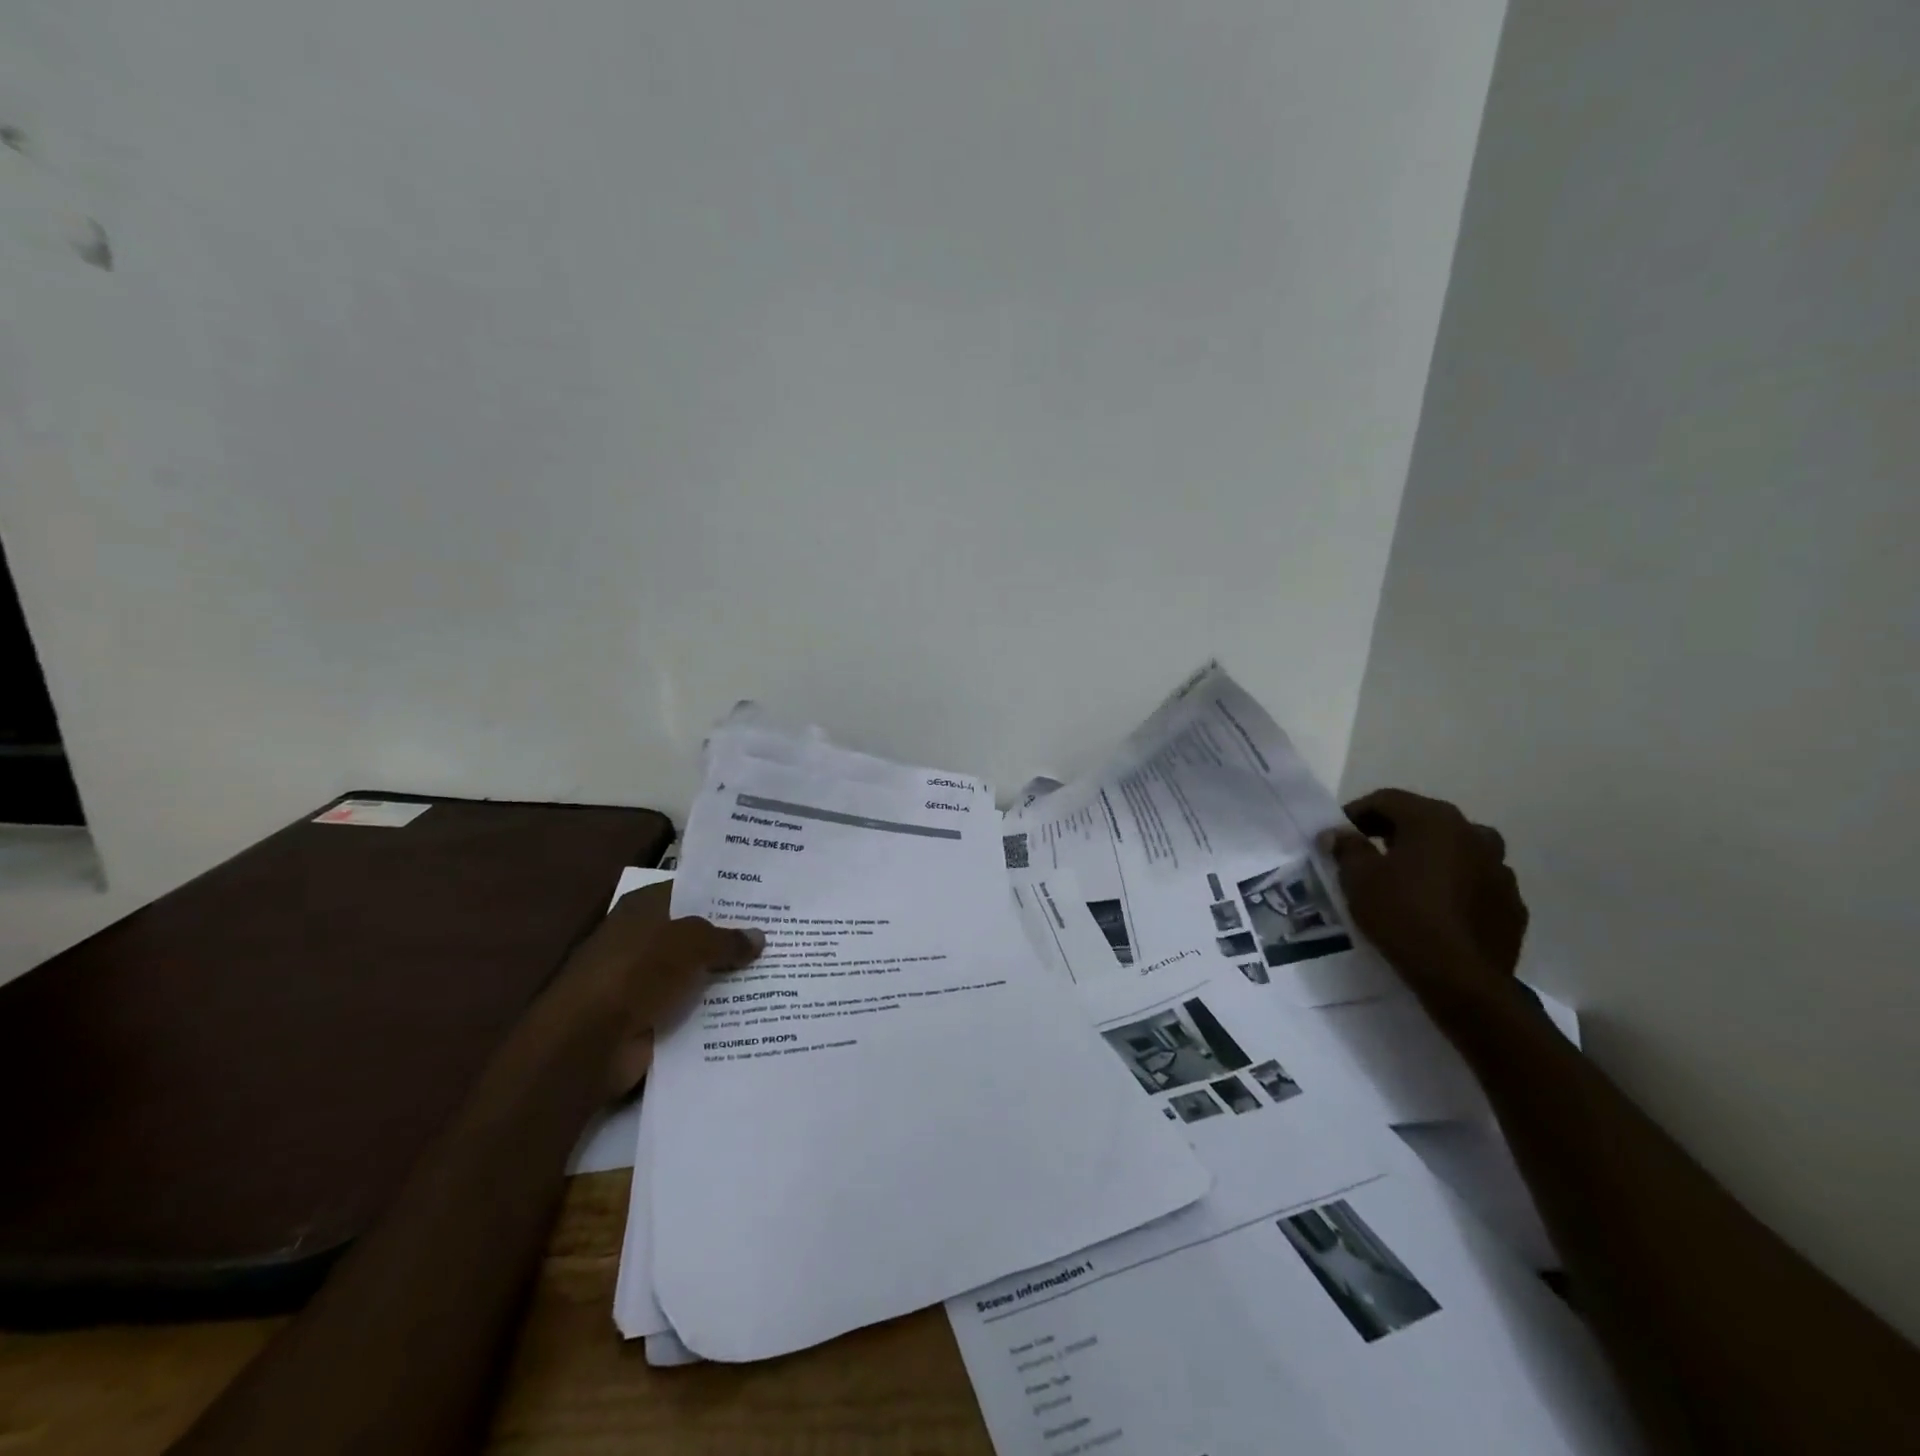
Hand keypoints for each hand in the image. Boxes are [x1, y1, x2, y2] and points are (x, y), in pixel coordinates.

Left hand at [551, 882, 763, 1099]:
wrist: (588, 1043)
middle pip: (696, 933)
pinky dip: (715, 1009)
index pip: (691, 890)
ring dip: (726, 976)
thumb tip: (759, 937)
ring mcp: (644, 980)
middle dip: (732, 937)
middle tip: (780, 934)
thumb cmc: (636, 973)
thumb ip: (727, 939)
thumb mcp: (691, 943)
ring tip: (778, 970)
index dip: (725, 894)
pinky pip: (691, 1007)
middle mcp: (642, 938)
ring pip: (696, 972)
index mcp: (644, 907)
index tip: (764, 899)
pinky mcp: (648, 1017)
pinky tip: (754, 1006)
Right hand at [1320, 788, 1527, 1009]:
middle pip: (1425, 820)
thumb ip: (1347, 847)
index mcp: (1435, 820)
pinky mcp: (1512, 903)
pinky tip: (1435, 907)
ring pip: (1456, 850)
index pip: (1387, 799)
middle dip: (1393, 831)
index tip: (1338, 833)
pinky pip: (1475, 882)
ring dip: (1429, 856)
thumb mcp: (1358, 878)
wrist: (1461, 978)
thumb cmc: (1402, 915)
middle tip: (1367, 852)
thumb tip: (1338, 833)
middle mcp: (1474, 834)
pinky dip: (1453, 885)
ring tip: (1405, 879)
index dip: (1357, 812)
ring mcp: (1500, 868)